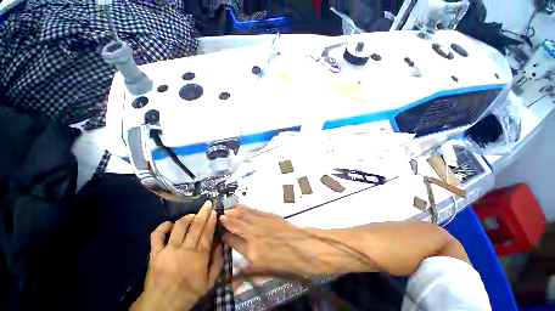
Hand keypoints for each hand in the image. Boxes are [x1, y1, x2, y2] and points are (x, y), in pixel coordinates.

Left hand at [131, 201, 223, 310]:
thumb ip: (218, 261)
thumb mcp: (210, 281)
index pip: (207, 232)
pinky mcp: (154, 253)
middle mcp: (184, 250)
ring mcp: (168, 250)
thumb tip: (221, 241)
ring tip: (193, 215)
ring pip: (178, 227)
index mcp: (199, 257)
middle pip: (195, 226)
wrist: (162, 305)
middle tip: (208, 204)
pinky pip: (157, 235)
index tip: (215, 210)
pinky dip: (163, 227)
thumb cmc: (189, 292)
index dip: (211, 220)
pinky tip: (170, 224)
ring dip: (187, 217)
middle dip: (203, 212)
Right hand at [220, 205, 366, 274]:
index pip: (234, 242)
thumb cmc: (289, 262)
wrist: (306, 247)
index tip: (221, 233)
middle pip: (237, 225)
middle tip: (220, 216)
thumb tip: (237, 269)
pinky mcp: (270, 215)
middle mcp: (255, 235)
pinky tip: (242, 206)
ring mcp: (262, 223)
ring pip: (245, 216)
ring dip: (235, 212)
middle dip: (227, 221)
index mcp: (253, 252)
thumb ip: (251, 268)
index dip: (226, 236)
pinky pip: (255, 211)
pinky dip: (247, 208)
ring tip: (227, 210)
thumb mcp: (268, 270)